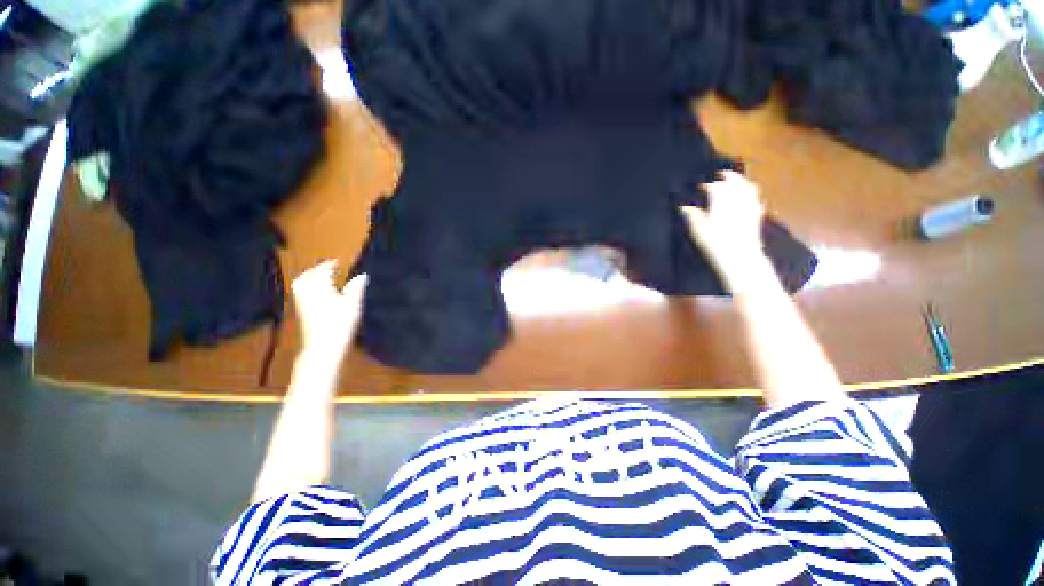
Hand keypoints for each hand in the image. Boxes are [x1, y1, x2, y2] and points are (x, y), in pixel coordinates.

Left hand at [291, 260, 366, 359]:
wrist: (323, 347)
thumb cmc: (340, 323)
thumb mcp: (353, 304)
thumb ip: (356, 288)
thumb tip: (362, 276)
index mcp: (319, 287)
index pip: (322, 271)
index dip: (329, 265)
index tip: (337, 262)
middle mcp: (307, 292)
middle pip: (306, 276)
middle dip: (315, 270)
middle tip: (326, 268)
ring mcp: (302, 304)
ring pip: (300, 285)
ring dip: (309, 279)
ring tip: (320, 279)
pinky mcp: (301, 314)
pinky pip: (301, 294)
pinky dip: (307, 289)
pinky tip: (318, 295)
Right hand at [680, 171, 765, 266]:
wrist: (740, 256)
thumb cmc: (714, 242)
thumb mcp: (697, 229)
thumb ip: (691, 215)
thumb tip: (684, 207)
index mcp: (721, 198)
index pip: (713, 186)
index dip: (705, 185)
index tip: (697, 187)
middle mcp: (738, 197)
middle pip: (734, 180)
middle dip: (727, 176)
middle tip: (720, 175)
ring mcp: (750, 205)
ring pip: (748, 186)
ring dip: (741, 182)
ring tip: (735, 182)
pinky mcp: (757, 214)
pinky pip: (756, 198)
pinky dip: (751, 194)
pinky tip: (749, 198)